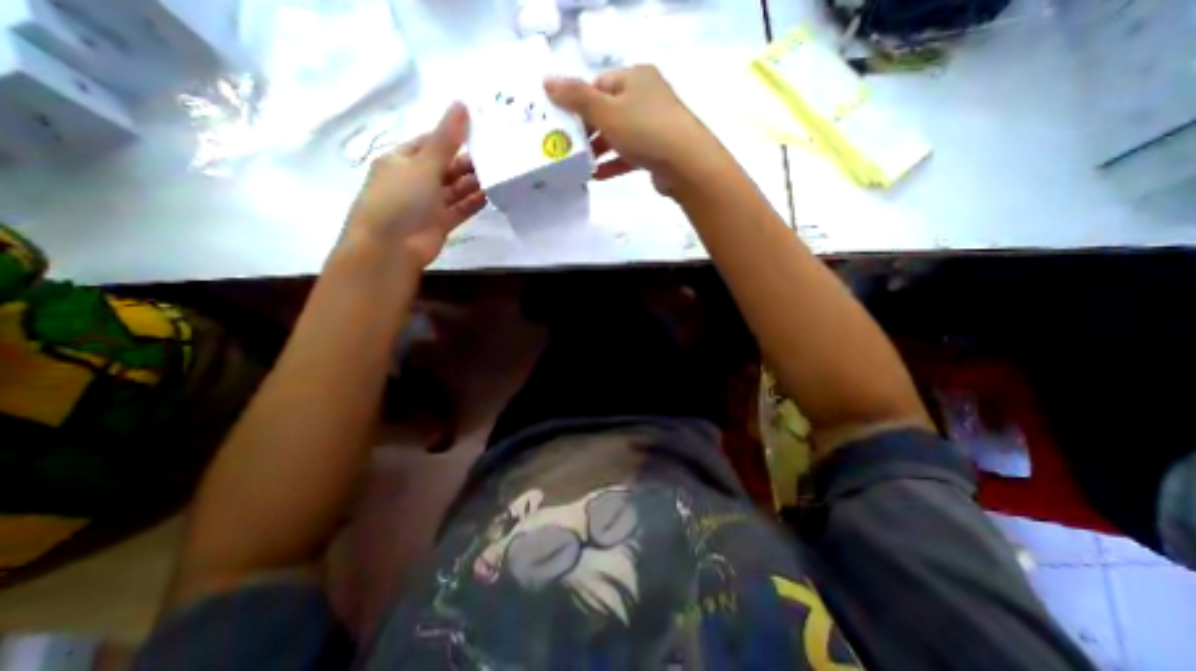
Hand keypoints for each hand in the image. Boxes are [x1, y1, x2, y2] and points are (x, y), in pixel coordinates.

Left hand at [342, 103, 485, 266]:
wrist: (392, 247)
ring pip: (454, 189)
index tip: (478, 132)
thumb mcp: (423, 163)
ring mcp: (427, 204)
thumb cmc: (401, 198)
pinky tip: (489, 197)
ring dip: (472, 183)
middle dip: (466, 162)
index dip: (451, 136)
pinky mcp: (439, 224)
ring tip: (496, 175)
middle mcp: (414, 180)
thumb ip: (446, 139)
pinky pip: (459, 210)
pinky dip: (472, 204)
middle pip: (444, 167)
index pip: (429, 142)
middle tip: (494, 156)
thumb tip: (462, 105)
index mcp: (401, 160)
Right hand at [546, 64, 724, 192]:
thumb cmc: (644, 130)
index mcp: (635, 77)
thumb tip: (547, 81)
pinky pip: (629, 154)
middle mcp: (646, 97)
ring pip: (619, 134)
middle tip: (568, 145)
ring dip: (599, 149)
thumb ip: (576, 98)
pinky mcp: (657, 150)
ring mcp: (654, 125)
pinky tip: (597, 176)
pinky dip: (613, 163)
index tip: (563, 121)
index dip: (579, 101)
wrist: (686, 164)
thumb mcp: (606, 111)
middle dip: (587, 129)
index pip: (599, 84)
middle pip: (608, 110)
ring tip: (580, 164)